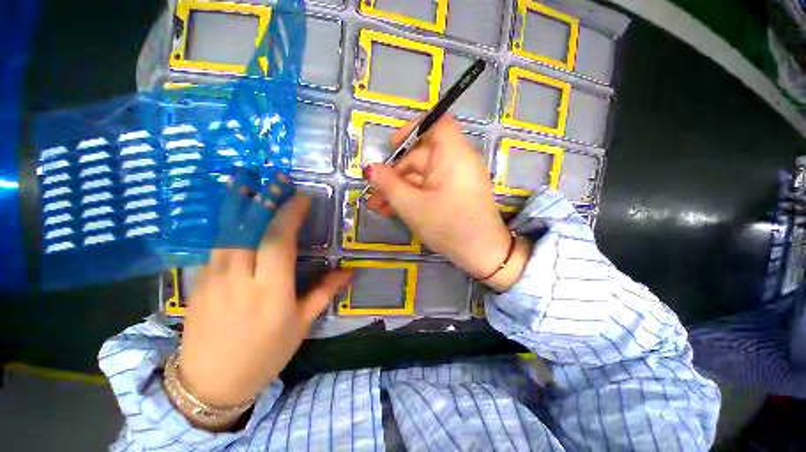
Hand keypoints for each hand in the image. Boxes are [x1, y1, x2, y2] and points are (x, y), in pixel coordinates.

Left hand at [177, 195, 351, 411]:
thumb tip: (349, 271)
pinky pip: (211, 246)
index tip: (301, 197)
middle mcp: (240, 279)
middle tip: (274, 178)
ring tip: (245, 181)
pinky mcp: (197, 283)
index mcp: (271, 290)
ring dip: (237, 204)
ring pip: (225, 233)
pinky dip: (221, 224)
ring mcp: (213, 279)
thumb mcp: (301, 324)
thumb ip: (324, 292)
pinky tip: (227, 212)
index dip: (290, 214)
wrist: (211, 382)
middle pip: (248, 229)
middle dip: (263, 199)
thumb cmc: (265, 354)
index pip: (279, 241)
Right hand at [365, 115, 531, 291]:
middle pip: (420, 156)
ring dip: (399, 189)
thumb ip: (389, 185)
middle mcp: (456, 161)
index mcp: (453, 155)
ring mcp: (454, 179)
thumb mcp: (412, 206)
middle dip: (394, 175)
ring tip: (377, 207)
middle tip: (374, 194)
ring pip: (421, 176)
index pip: (437, 124)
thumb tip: (370, 168)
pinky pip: (428, 187)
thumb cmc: (449, 226)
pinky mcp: (452, 193)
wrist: (481, 254)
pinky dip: (412, 196)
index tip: (391, 147)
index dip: (412, 129)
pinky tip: (392, 210)